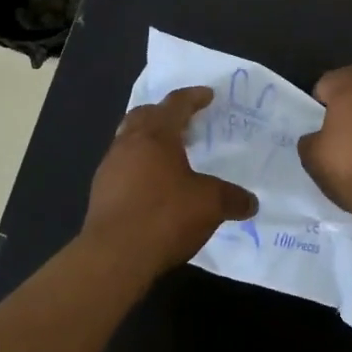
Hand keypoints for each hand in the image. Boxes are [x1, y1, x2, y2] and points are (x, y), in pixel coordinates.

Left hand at [82, 87, 255, 275]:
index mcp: (156, 135)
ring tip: (169, 155)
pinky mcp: (100, 191)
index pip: (176, 104)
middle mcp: (129, 142)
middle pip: (144, 114)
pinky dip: (138, 165)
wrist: (113, 256)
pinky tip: (151, 186)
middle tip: (183, 121)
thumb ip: (232, 198)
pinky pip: (122, 165)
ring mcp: (110, 166)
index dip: (193, 97)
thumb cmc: (164, 216)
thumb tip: (251, 202)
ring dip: (148, 140)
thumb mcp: (209, 205)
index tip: (207, 95)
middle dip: (164, 113)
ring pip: (129, 139)